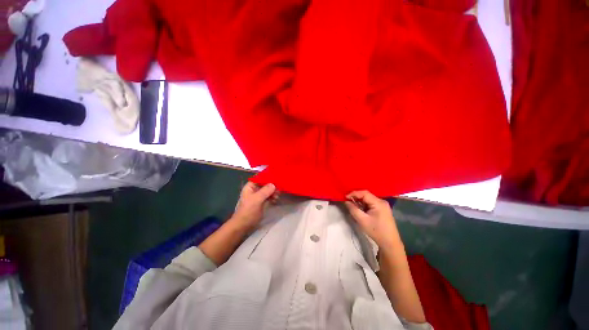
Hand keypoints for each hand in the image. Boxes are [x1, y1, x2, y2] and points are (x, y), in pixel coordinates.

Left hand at [229, 182, 276, 232]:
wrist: (244, 225)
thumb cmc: (248, 211)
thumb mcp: (257, 199)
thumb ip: (265, 191)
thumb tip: (274, 184)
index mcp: (250, 186)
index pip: (260, 177)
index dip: (268, 176)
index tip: (277, 177)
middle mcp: (254, 189)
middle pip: (265, 183)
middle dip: (272, 185)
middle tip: (279, 189)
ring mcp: (258, 196)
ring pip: (268, 190)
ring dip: (273, 191)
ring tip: (277, 196)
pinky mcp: (261, 201)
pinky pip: (269, 196)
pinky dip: (272, 197)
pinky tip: (275, 200)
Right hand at [345, 190, 401, 251]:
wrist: (390, 243)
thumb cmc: (376, 231)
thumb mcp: (362, 220)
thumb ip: (353, 209)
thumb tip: (346, 201)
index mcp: (378, 203)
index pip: (364, 193)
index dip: (354, 193)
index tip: (345, 197)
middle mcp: (382, 201)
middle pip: (366, 195)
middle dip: (356, 197)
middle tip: (347, 201)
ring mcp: (383, 205)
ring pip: (368, 199)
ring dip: (359, 201)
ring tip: (352, 205)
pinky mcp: (382, 209)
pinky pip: (371, 203)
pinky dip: (364, 205)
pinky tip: (359, 209)